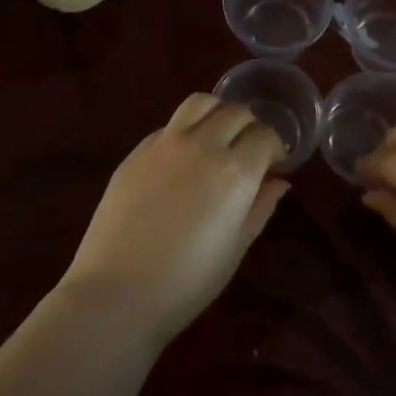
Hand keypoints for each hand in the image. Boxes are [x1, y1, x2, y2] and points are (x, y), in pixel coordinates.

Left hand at [62, 94, 288, 343]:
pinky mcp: (137, 151)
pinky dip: (187, 130)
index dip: (276, 148)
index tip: (275, 165)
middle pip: (236, 112)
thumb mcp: (236, 248)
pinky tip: (183, 158)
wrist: (117, 293)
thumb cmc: (187, 282)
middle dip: (251, 126)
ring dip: (218, 112)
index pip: (265, 136)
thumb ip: (260, 207)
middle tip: (250, 150)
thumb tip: (278, 181)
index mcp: (235, 171)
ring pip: (200, 102)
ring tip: (218, 136)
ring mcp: (165, 143)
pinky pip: (170, 125)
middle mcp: (202, 145)